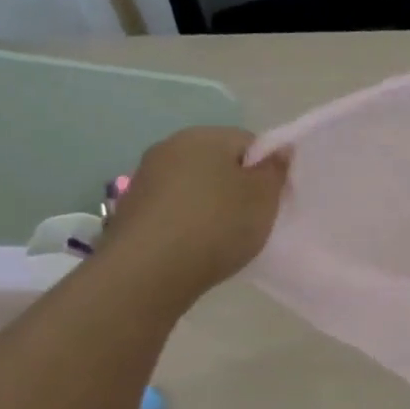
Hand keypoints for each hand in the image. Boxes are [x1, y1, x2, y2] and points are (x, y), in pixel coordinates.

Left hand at [97, 127, 288, 302]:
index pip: (249, 143)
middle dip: (236, 186)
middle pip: (218, 162)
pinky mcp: (130, 209)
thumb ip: (276, 169)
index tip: (272, 200)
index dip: (266, 170)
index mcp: (204, 136)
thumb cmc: (217, 225)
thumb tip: (279, 150)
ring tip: (222, 237)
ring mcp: (145, 178)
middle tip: (252, 219)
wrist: (147, 272)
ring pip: (194, 186)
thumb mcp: (264, 198)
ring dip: (210, 204)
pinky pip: (172, 208)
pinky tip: (194, 246)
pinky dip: (186, 222)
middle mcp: (169, 147)